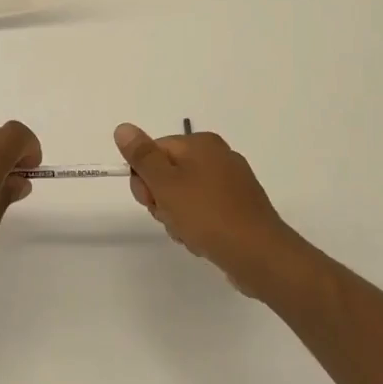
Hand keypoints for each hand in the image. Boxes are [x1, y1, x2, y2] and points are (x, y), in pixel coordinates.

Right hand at [114, 123, 309, 299]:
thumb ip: (142, 156)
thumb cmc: (208, 215)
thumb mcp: (166, 184)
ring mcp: (231, 183)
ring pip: (184, 196)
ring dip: (177, 217)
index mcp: (201, 143)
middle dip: (161, 200)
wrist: (259, 255)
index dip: (144, 178)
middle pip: (168, 174)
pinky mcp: (239, 208)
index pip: (154, 151)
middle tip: (171, 217)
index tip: (149, 200)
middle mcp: (218, 156)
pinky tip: (203, 241)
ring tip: (189, 234)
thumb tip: (123, 128)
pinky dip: (197, 225)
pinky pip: (204, 211)